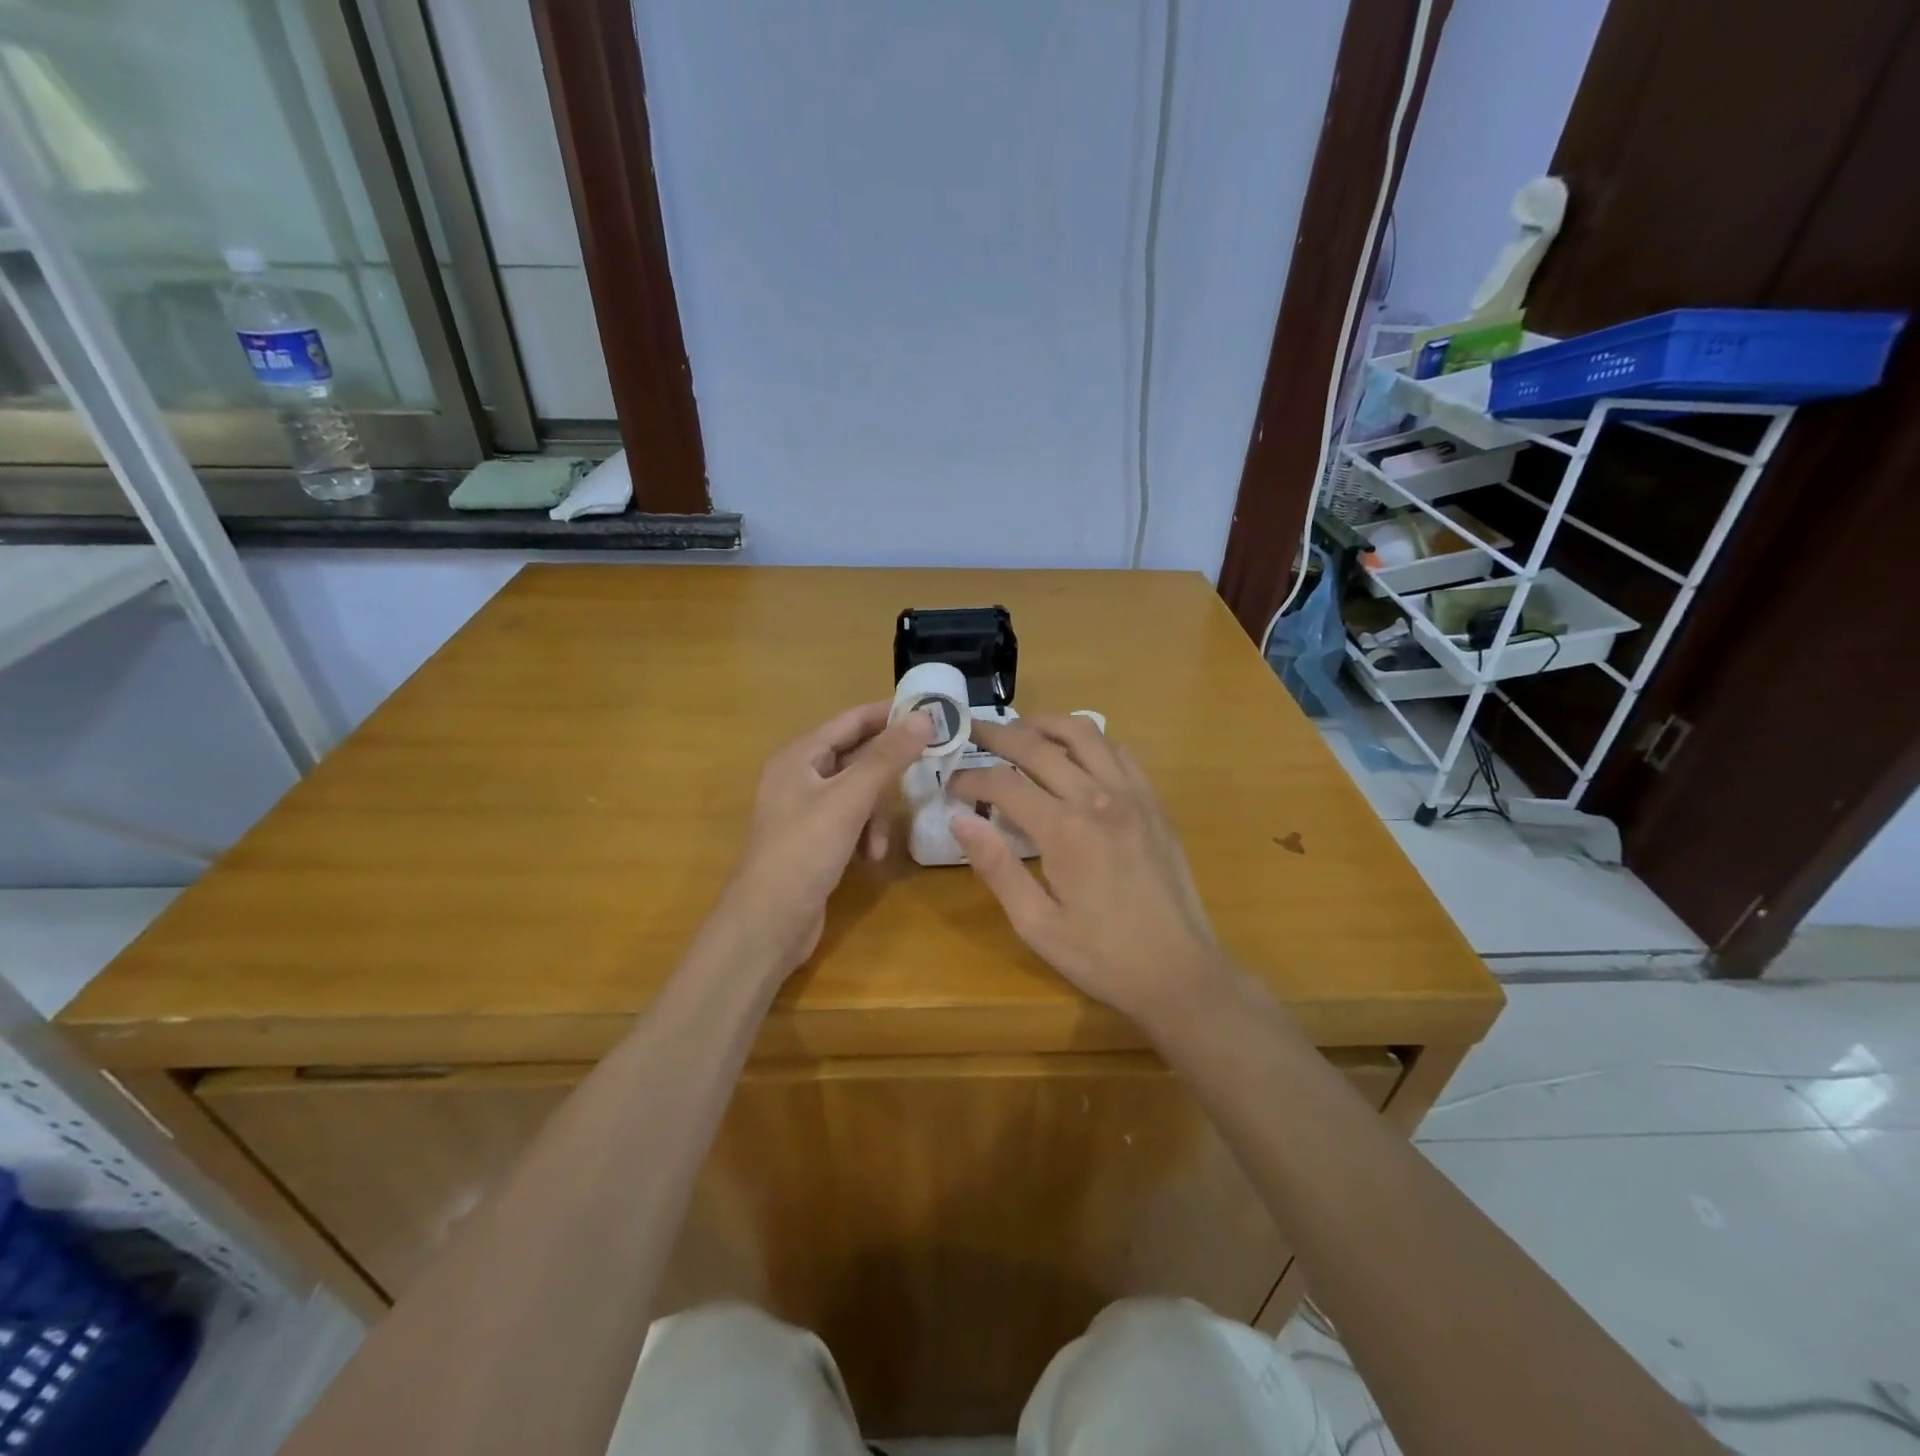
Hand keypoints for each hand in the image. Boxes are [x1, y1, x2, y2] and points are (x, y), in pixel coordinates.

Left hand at [716, 701, 934, 977]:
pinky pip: (851, 821)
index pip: (852, 720)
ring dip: (877, 814)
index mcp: (799, 756)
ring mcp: (806, 809)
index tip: (932, 712)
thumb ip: (887, 758)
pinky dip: (865, 834)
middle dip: (888, 771)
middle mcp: (800, 776)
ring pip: (858, 792)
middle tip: (929, 769)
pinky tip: (870, 858)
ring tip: (881, 842)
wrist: (767, 924)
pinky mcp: (814, 840)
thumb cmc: (804, 852)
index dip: (890, 714)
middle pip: (857, 756)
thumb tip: (924, 717)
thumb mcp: (849, 801)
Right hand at [948, 716, 1225, 1024]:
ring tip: (1020, 729)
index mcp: (1065, 831)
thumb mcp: (1036, 924)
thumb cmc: (1102, 956)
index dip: (971, 778)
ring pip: (1084, 735)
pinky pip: (1118, 752)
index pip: (1004, 783)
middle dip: (999, 735)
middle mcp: (1099, 799)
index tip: (950, 785)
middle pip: (1039, 747)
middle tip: (973, 731)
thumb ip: (996, 867)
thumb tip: (959, 818)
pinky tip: (1074, 753)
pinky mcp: (1154, 803)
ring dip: (1045, 725)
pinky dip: (1089, 742)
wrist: (1180, 972)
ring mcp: (1133, 796)